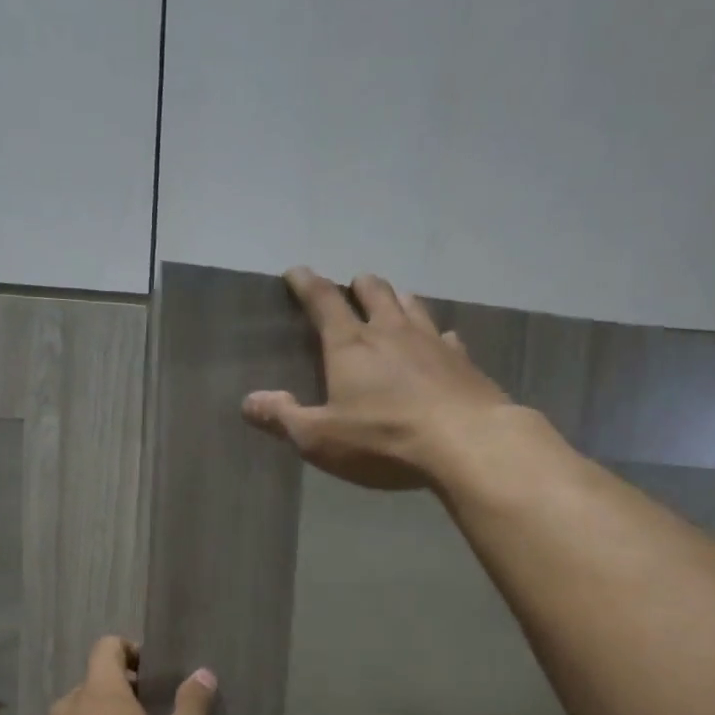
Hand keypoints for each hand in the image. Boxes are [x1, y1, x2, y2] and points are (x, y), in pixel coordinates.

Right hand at [241, 269, 511, 489]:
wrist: (466, 443)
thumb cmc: (383, 440)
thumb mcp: (320, 438)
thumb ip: (283, 418)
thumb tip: (248, 402)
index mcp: (350, 345)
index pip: (323, 301)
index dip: (307, 284)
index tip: (297, 271)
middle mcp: (391, 331)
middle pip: (374, 293)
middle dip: (359, 286)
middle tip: (353, 287)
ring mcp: (432, 342)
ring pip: (413, 306)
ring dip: (398, 299)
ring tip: (394, 301)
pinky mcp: (463, 362)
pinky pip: (447, 338)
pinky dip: (438, 336)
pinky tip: (443, 342)